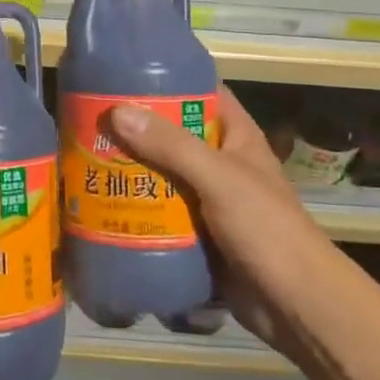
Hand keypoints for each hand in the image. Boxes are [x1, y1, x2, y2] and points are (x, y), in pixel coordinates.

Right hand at [108, 85, 330, 354]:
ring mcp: (207, 198)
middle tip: (89, 116)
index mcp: (235, 135)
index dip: (167, 78)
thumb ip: (171, 146)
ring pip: (162, 173)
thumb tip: (117, 111)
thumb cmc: (266, 228)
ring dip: (131, 168)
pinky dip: (136, 206)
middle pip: (172, 132)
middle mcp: (219, 161)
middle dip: (136, 126)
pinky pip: (160, 211)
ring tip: (84, 156)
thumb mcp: (219, 178)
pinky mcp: (196, 233)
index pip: (200, 90)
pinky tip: (100, 203)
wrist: (296, 307)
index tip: (123, 71)